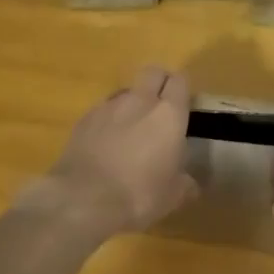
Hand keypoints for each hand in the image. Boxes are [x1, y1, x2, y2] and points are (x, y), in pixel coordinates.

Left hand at [30, 66, 196, 237]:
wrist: (83, 199)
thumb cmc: (139, 195)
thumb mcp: (174, 196)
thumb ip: (185, 183)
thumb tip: (189, 182)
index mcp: (169, 115)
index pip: (180, 82)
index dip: (183, 91)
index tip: (185, 107)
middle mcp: (139, 101)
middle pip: (152, 73)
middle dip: (158, 84)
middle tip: (161, 108)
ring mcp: (107, 107)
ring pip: (125, 91)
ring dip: (132, 103)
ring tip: (131, 129)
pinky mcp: (83, 120)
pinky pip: (102, 110)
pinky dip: (108, 121)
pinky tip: (106, 143)